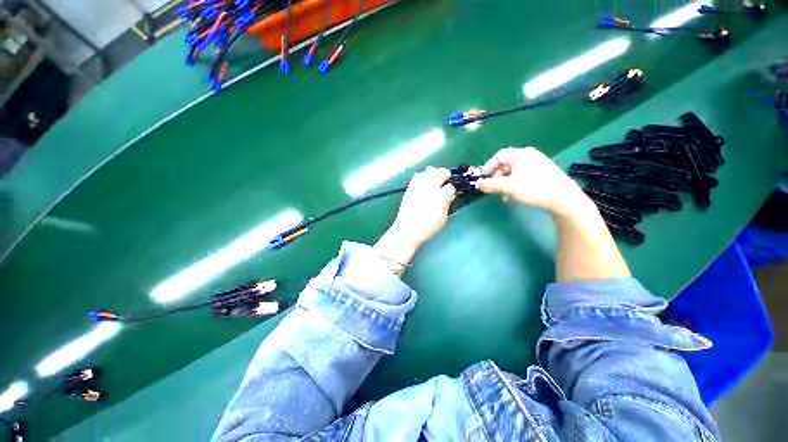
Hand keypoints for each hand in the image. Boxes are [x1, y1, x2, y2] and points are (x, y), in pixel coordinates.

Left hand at [390, 166, 455, 246]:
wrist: (407, 230)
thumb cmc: (426, 228)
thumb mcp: (442, 220)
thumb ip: (447, 205)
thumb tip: (450, 196)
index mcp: (439, 198)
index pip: (450, 187)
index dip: (452, 190)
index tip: (450, 193)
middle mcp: (429, 189)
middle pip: (441, 172)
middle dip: (446, 175)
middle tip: (446, 180)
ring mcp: (419, 187)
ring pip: (429, 170)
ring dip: (435, 173)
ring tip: (435, 179)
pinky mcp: (410, 188)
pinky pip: (417, 175)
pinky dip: (423, 176)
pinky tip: (424, 182)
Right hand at [474, 147, 590, 215]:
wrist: (564, 199)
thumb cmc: (533, 188)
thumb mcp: (508, 187)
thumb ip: (490, 185)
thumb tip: (477, 184)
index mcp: (520, 154)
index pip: (499, 156)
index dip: (488, 167)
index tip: (483, 179)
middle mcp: (529, 156)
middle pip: (506, 165)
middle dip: (497, 178)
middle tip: (494, 190)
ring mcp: (537, 164)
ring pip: (513, 172)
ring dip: (505, 184)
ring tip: (505, 196)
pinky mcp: (543, 173)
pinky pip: (522, 176)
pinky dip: (515, 184)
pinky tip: (516, 195)